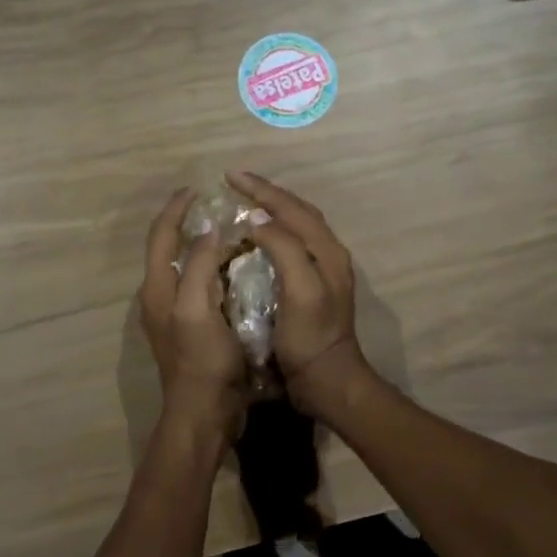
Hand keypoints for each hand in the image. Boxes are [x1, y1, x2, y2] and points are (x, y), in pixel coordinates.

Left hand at [140, 188, 246, 439]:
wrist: (205, 412)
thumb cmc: (202, 361)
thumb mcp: (198, 309)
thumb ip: (200, 267)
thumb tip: (209, 231)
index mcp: (157, 289)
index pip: (161, 237)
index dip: (176, 210)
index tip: (197, 189)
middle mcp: (161, 298)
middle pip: (169, 250)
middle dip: (189, 224)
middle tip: (219, 208)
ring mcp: (176, 316)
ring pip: (186, 269)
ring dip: (204, 247)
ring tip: (232, 233)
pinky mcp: (193, 330)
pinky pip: (201, 288)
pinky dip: (215, 271)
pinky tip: (238, 271)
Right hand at [227, 171, 368, 417]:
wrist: (326, 380)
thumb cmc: (311, 338)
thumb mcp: (300, 290)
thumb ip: (284, 248)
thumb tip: (258, 218)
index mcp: (326, 251)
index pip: (292, 208)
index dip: (261, 190)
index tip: (230, 176)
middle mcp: (327, 255)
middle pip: (297, 213)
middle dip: (266, 194)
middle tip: (235, 184)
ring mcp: (320, 273)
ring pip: (294, 229)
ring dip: (270, 212)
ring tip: (242, 205)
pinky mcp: (310, 290)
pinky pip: (289, 249)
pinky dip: (270, 236)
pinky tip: (252, 242)